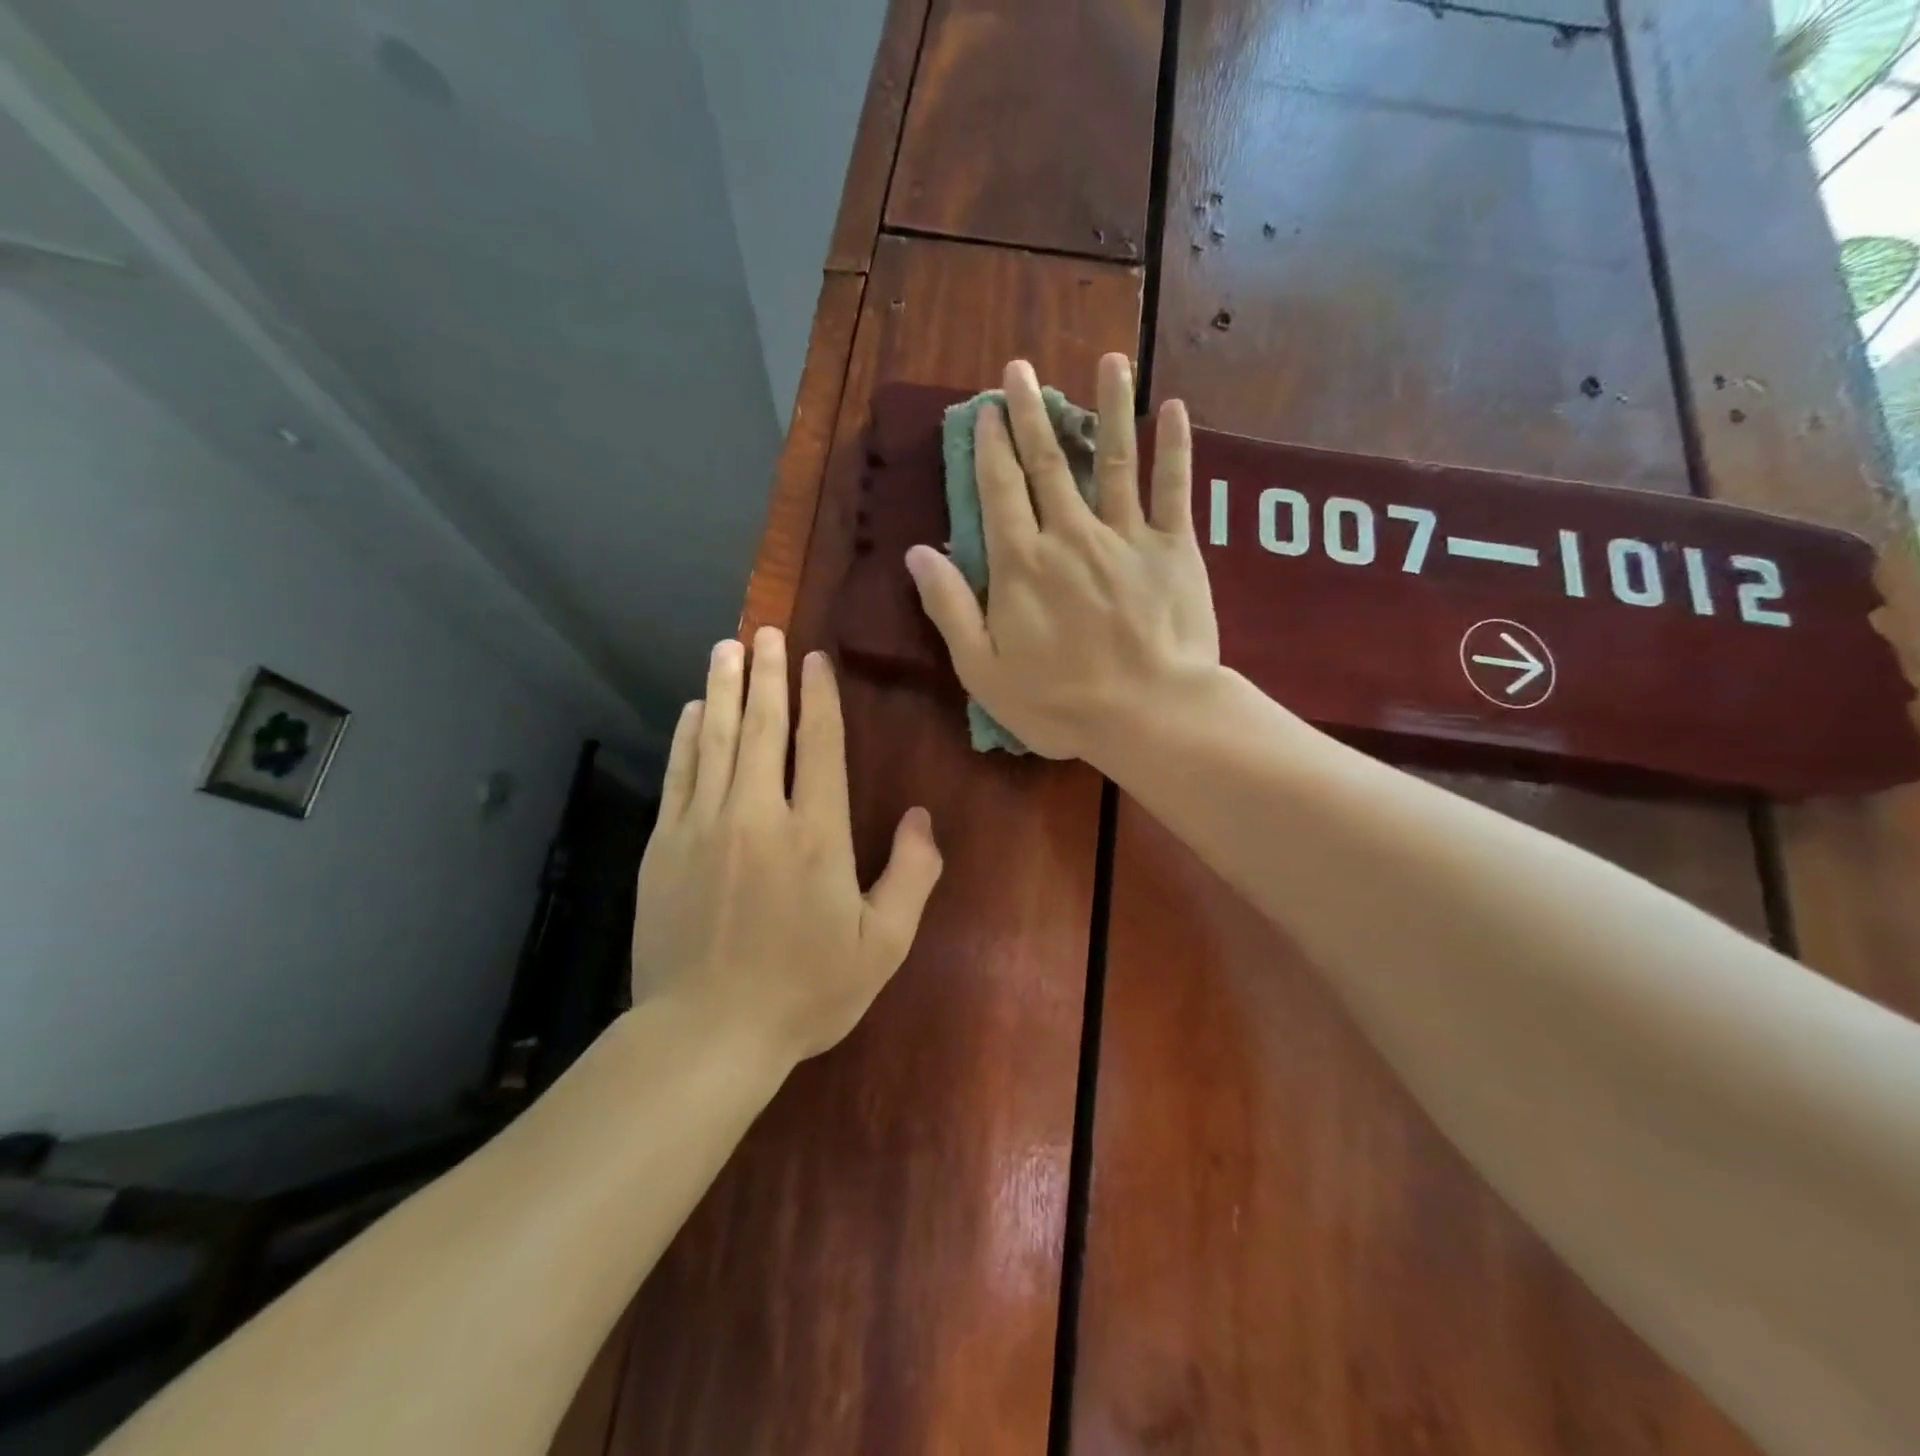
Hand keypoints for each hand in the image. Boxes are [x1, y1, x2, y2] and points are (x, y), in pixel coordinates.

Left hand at [632, 629, 942, 1063]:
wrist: (706, 1034)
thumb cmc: (805, 991)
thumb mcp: (883, 945)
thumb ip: (912, 876)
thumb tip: (922, 818)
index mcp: (816, 834)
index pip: (818, 744)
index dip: (819, 697)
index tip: (814, 659)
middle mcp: (759, 814)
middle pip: (763, 728)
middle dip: (766, 675)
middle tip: (765, 631)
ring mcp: (705, 826)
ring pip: (716, 740)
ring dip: (723, 690)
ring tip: (727, 648)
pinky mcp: (665, 845)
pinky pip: (679, 774)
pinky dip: (686, 738)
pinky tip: (690, 712)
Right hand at [905, 354, 1219, 763]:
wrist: (1150, 715)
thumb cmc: (1060, 703)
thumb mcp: (983, 670)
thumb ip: (950, 608)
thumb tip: (916, 552)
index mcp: (1022, 564)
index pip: (999, 490)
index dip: (991, 447)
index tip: (986, 410)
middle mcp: (1070, 534)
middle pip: (1048, 463)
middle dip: (1032, 414)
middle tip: (1022, 370)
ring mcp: (1126, 536)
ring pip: (1114, 459)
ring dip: (1108, 408)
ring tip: (1108, 361)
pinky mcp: (1174, 549)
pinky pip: (1174, 489)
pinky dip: (1175, 448)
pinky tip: (1175, 409)